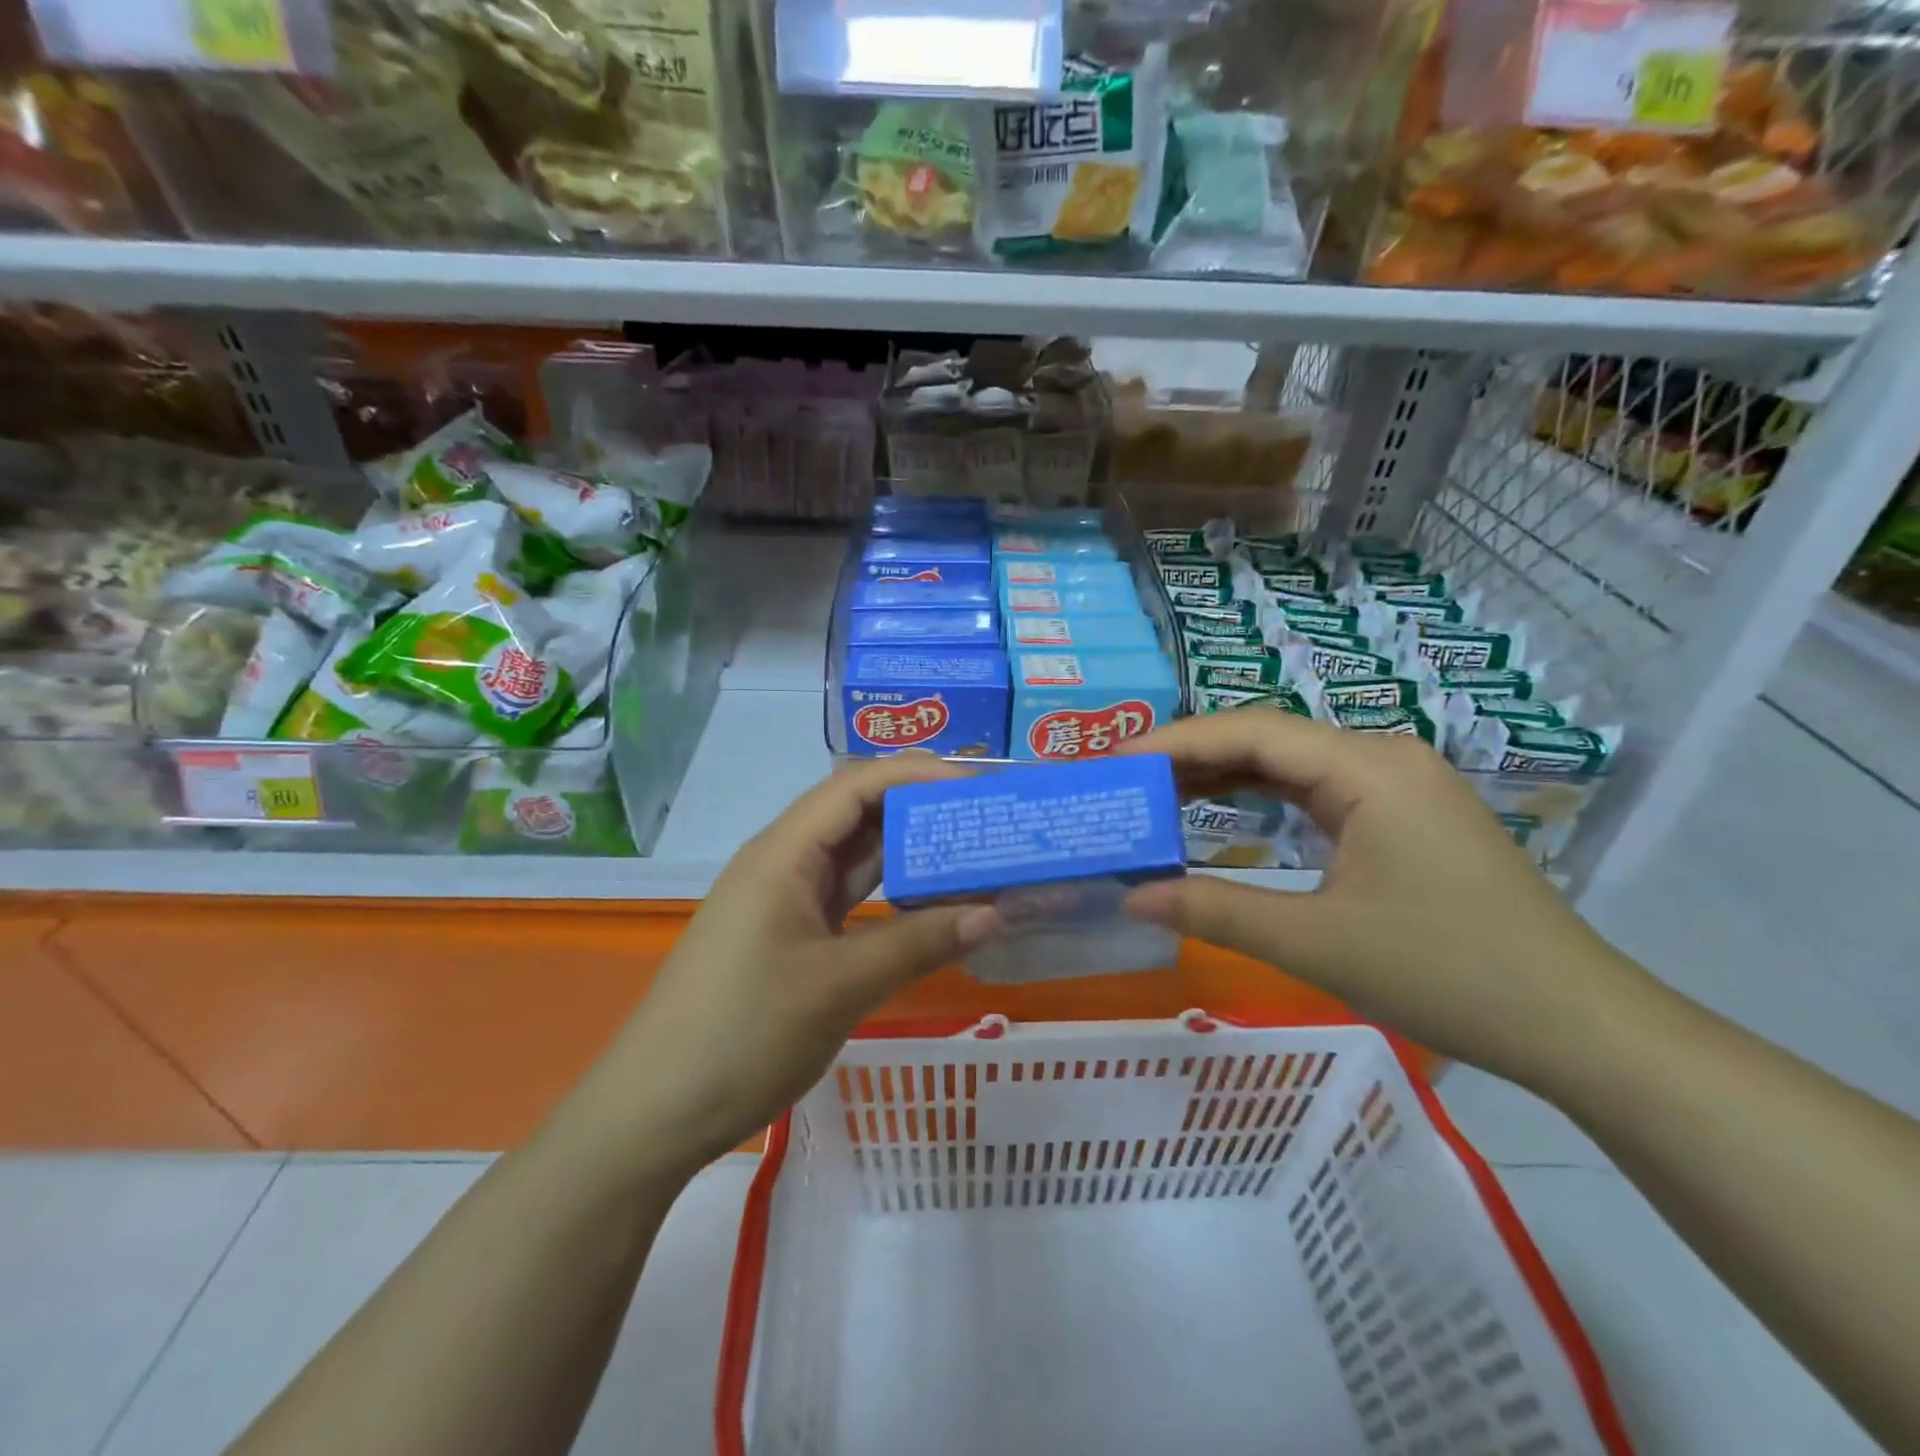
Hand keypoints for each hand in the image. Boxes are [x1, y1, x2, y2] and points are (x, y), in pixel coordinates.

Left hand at [584, 755, 998, 1175]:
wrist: (656, 1112)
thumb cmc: (744, 1033)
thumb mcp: (841, 986)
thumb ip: (920, 943)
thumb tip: (993, 913)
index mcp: (784, 852)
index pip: (857, 785)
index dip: (918, 774)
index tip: (978, 786)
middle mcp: (783, 863)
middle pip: (858, 814)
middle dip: (920, 810)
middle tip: (986, 819)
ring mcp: (784, 901)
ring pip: (855, 858)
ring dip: (908, 854)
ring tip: (972, 853)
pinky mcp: (789, 937)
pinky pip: (847, 899)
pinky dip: (890, 896)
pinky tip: (930, 906)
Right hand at [1119, 708, 1658, 1092]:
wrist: (1578, 1025)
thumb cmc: (1449, 974)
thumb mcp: (1316, 945)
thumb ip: (1216, 912)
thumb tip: (1132, 896)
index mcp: (1367, 769)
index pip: (1250, 734)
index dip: (1175, 742)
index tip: (1114, 762)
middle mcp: (1381, 757)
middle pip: (1266, 739)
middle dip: (1190, 755)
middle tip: (1123, 780)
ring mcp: (1396, 785)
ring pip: (1288, 762)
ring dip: (1222, 774)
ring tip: (1155, 791)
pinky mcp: (1401, 815)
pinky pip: (1313, 789)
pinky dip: (1260, 796)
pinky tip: (1220, 808)